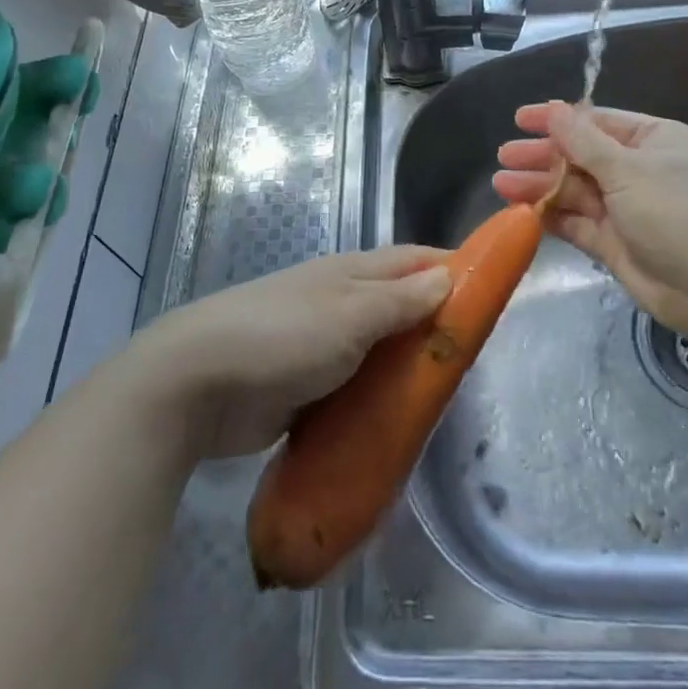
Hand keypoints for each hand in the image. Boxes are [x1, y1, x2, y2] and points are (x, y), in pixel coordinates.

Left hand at [131, 246, 451, 459]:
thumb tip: (447, 276)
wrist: (197, 384)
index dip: (452, 269)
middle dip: (434, 328)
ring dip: (406, 370)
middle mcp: (340, 302)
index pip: (413, 261)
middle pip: (399, 308)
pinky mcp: (306, 389)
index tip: (490, 293)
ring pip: (379, 353)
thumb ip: (399, 300)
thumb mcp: (349, 315)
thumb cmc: (282, 337)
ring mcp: (321, 346)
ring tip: (444, 400)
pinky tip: (399, 427)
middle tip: (472, 361)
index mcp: (351, 274)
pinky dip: (377, 402)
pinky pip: (355, 391)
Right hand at [492, 101, 687, 342]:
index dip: (559, 119)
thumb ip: (584, 141)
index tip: (520, 118)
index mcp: (654, 140)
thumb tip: (556, 109)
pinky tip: (522, 211)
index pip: (598, 122)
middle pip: (582, 156)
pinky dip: (552, 216)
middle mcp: (640, 170)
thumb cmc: (678, 213)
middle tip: (504, 156)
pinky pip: (578, 222)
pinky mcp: (616, 243)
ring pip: (576, 190)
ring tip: (501, 184)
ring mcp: (628, 209)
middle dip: (544, 155)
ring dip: (541, 186)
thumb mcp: (628, 169)